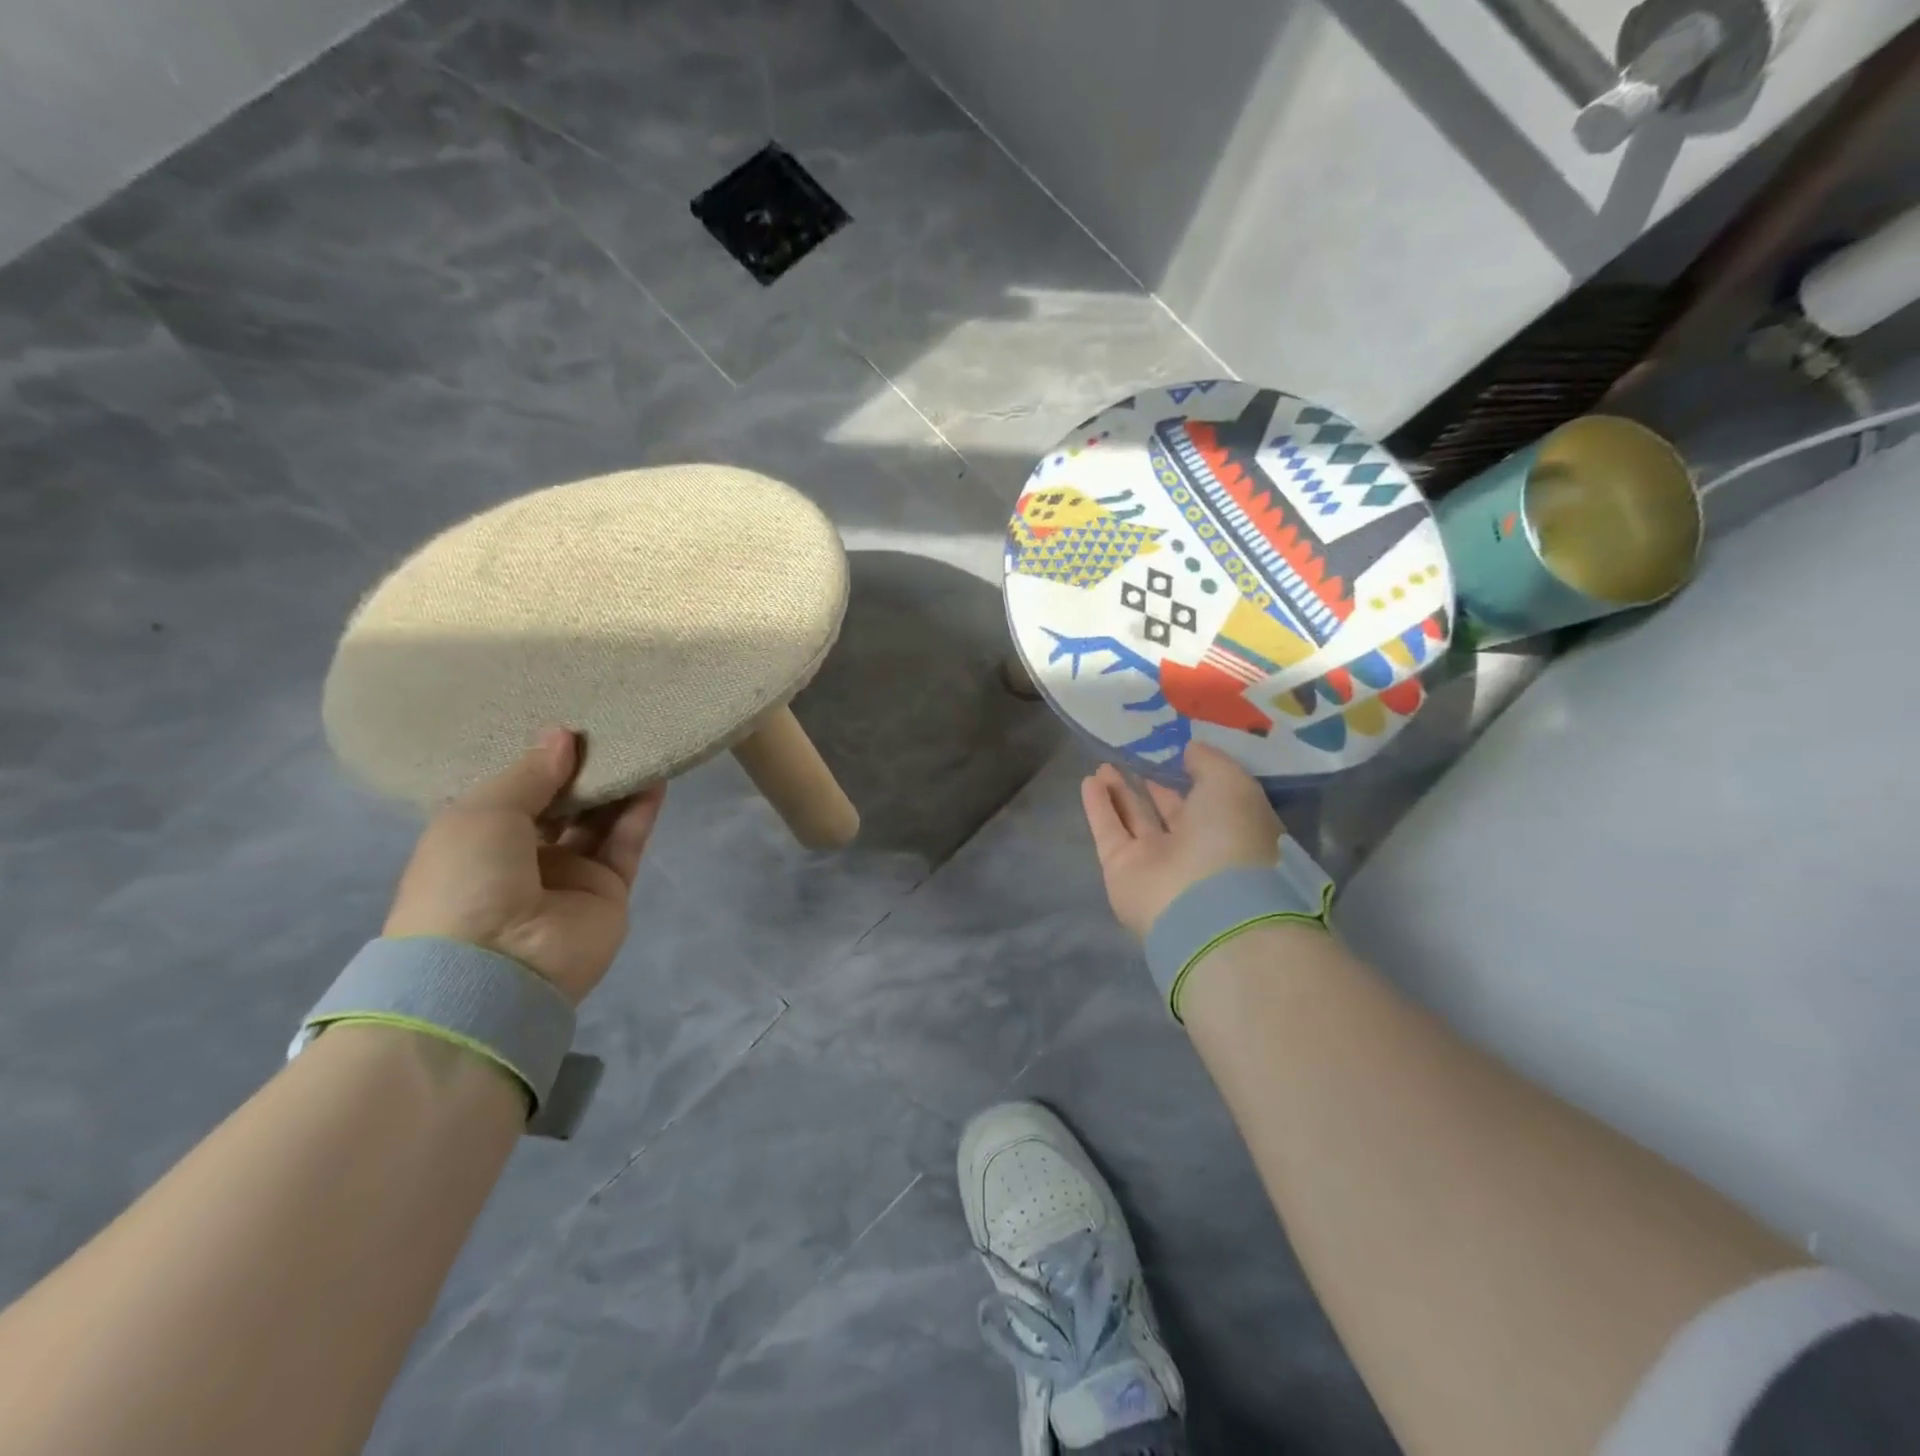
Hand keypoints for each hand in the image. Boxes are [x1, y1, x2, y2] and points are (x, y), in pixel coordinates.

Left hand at [384, 728, 665, 1004]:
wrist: (495, 967)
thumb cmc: (466, 880)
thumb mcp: (483, 812)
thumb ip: (530, 774)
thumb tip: (563, 735)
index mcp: (479, 839)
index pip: (515, 791)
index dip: (537, 758)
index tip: (564, 721)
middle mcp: (525, 855)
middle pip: (562, 803)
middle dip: (582, 768)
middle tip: (607, 724)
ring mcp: (570, 874)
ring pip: (600, 819)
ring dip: (616, 784)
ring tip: (638, 740)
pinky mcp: (610, 888)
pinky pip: (627, 840)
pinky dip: (641, 809)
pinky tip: (655, 774)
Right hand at [1081, 743, 1283, 938]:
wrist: (1205, 907)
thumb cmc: (1231, 839)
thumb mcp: (1232, 785)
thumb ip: (1210, 762)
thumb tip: (1190, 750)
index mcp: (1231, 830)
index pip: (1209, 800)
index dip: (1191, 777)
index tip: (1173, 752)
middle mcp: (1195, 849)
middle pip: (1169, 812)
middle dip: (1152, 786)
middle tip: (1132, 757)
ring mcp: (1157, 862)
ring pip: (1135, 819)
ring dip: (1120, 792)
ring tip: (1103, 765)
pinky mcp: (1122, 870)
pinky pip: (1109, 830)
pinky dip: (1098, 807)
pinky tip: (1088, 781)